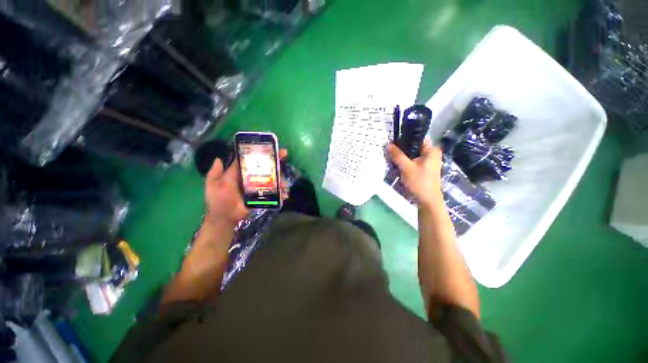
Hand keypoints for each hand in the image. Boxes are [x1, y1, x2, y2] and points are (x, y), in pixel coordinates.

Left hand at [204, 149, 288, 226]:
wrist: (225, 218)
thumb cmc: (218, 200)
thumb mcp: (215, 184)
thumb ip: (216, 172)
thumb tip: (218, 159)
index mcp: (240, 173)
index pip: (251, 160)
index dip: (260, 153)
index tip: (269, 147)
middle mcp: (250, 178)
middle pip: (265, 168)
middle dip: (275, 161)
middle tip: (284, 155)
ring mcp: (258, 187)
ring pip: (271, 180)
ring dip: (280, 179)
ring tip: (285, 183)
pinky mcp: (262, 196)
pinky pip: (272, 192)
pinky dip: (280, 192)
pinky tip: (285, 193)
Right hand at [387, 141, 442, 207]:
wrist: (427, 201)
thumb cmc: (419, 182)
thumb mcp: (406, 167)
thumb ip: (397, 155)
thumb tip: (388, 144)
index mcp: (431, 150)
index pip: (417, 138)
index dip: (405, 138)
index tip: (393, 141)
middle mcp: (431, 154)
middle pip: (414, 147)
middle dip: (402, 149)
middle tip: (390, 150)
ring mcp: (428, 163)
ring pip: (413, 155)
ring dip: (402, 156)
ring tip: (391, 157)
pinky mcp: (424, 169)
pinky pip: (413, 162)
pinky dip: (406, 162)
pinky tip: (397, 165)